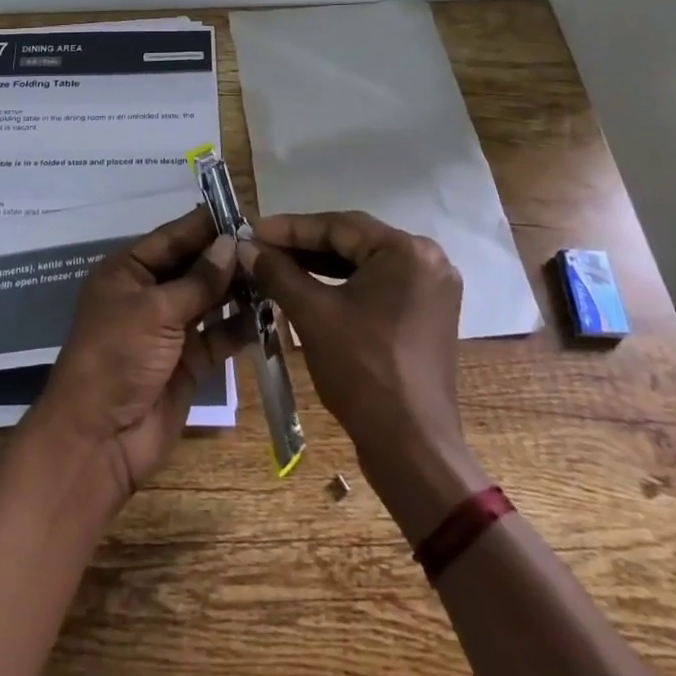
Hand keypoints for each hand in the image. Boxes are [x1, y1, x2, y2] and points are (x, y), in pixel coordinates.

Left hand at [32, 207, 250, 504]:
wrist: (99, 439)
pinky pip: (219, 334)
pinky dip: (242, 324)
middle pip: (193, 266)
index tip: (244, 211)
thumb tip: (231, 242)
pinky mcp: (188, 361)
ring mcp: (169, 329)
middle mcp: (147, 294)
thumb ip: (198, 280)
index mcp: (127, 271)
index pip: (172, 237)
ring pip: (209, 298)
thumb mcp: (155, 311)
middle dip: (226, 255)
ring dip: (238, 287)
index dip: (206, 225)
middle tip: (270, 241)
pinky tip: (272, 310)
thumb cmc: (117, 357)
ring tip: (276, 270)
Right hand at [241, 212, 490, 542]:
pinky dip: (341, 285)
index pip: (339, 226)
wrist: (411, 449)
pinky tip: (306, 288)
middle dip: (303, 246)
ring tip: (276, 265)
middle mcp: (428, 260)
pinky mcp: (425, 314)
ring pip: (363, 264)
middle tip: (260, 247)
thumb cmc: (363, 372)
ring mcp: (430, 289)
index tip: (252, 230)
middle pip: (353, 241)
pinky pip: (376, 286)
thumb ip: (278, 272)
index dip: (290, 228)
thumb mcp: (313, 315)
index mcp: (408, 251)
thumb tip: (245, 245)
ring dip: (319, 265)